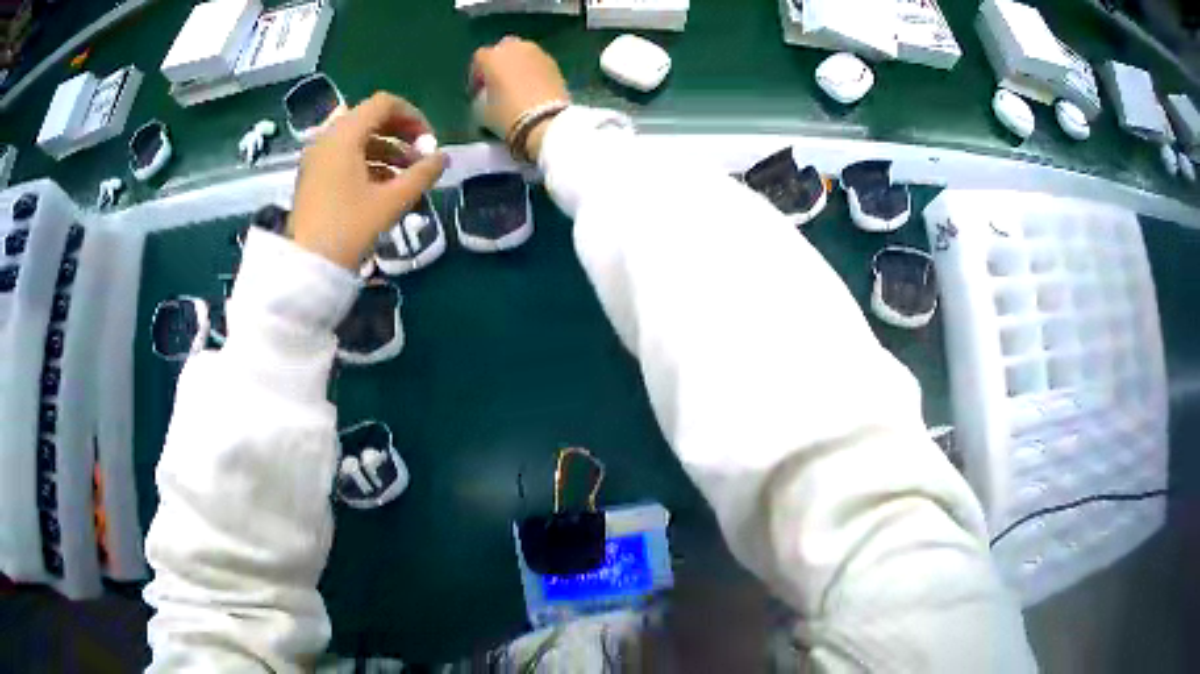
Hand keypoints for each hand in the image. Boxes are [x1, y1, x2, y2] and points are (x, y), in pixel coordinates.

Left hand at [290, 93, 446, 269]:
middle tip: (421, 156)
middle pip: (371, 118)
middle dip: (401, 133)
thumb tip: (443, 157)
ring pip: (358, 138)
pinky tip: (385, 185)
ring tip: (408, 175)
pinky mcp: (314, 176)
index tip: (429, 141)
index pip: (384, 103)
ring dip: (387, 149)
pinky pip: (345, 155)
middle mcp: (328, 138)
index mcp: (344, 135)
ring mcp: (317, 157)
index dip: (413, 116)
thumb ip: (422, 174)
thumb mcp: (391, 201)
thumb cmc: (349, 228)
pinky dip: (368, 161)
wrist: (307, 266)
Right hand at [471, 37, 569, 161]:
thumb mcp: (481, 110)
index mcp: (493, 57)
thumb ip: (481, 95)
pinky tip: (533, 86)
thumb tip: (486, 92)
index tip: (478, 90)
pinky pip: (537, 61)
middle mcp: (515, 48)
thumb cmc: (507, 114)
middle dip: (499, 62)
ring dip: (517, 63)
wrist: (545, 121)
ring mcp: (537, 53)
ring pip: (523, 52)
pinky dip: (533, 69)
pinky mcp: (554, 62)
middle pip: (503, 48)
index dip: (477, 74)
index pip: (479, 57)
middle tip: (498, 81)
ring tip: (517, 83)